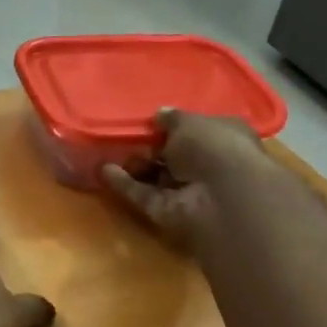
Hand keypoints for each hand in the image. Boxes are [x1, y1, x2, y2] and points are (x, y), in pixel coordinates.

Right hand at [101, 109, 277, 250]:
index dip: (174, 127)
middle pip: (173, 156)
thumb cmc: (213, 147)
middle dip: (150, 147)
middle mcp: (206, 165)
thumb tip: (160, 115)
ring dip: (134, 166)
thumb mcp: (189, 122)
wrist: (221, 197)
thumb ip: (171, 119)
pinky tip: (104, 171)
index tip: (150, 121)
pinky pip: (143, 195)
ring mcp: (187, 190)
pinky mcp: (167, 211)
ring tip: (108, 152)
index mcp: (223, 138)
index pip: (196, 131)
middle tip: (126, 137)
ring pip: (156, 177)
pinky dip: (124, 184)